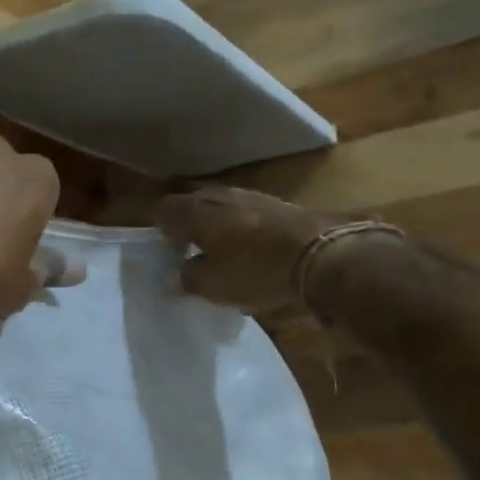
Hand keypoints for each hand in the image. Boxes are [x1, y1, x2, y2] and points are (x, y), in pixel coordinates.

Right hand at [156, 187, 338, 310]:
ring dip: (214, 227)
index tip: (167, 253)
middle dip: (186, 227)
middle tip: (189, 254)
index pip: (162, 210)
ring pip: (218, 208)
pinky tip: (248, 250)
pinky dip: (238, 229)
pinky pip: (243, 213)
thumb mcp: (213, 285)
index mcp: (194, 211)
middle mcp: (217, 196)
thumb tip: (169, 280)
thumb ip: (186, 279)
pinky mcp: (273, 203)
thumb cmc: (253, 270)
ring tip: (219, 254)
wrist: (318, 253)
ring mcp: (248, 195)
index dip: (160, 231)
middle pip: (191, 206)